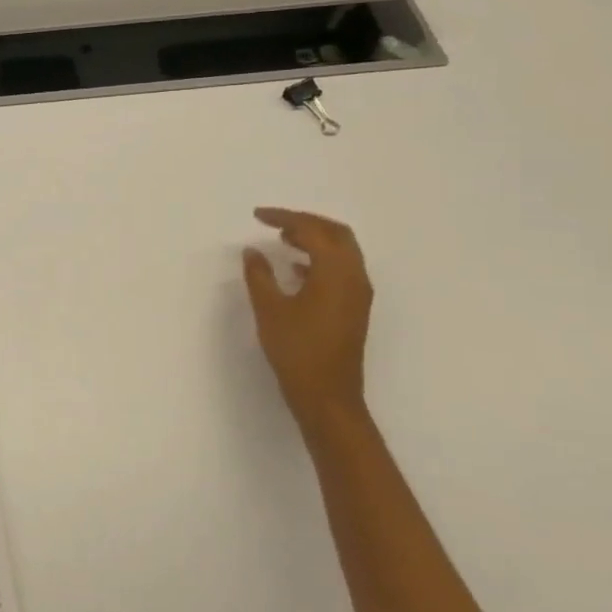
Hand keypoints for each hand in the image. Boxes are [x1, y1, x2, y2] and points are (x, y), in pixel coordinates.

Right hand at [242, 208, 372, 441]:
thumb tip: (253, 251)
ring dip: (314, 239)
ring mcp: (358, 294)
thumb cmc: (297, 350)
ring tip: (283, 240)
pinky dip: (319, 258)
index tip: (258, 215)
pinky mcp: (354, 308)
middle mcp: (354, 277)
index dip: (285, 217)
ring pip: (342, 251)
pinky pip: (341, 269)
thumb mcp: (269, 309)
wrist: (327, 396)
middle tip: (276, 221)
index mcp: (336, 272)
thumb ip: (259, 275)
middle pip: (336, 233)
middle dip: (306, 222)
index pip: (313, 230)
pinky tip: (295, 268)